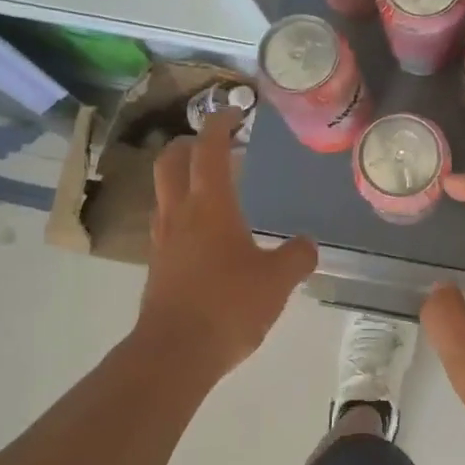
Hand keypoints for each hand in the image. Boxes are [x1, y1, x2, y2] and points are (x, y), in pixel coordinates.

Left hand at [137, 111, 316, 375]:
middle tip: (214, 144)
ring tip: (211, 187)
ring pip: (164, 191)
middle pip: (171, 161)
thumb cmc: (229, 306)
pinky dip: (182, 212)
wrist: (176, 352)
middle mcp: (180, 213)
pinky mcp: (158, 265)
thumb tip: (307, 244)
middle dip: (189, 143)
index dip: (219, 124)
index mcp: (210, 206)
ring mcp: (163, 239)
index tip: (234, 112)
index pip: (208, 149)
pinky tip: (205, 234)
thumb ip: (297, 256)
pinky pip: (167, 223)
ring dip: (183, 177)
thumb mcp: (277, 280)